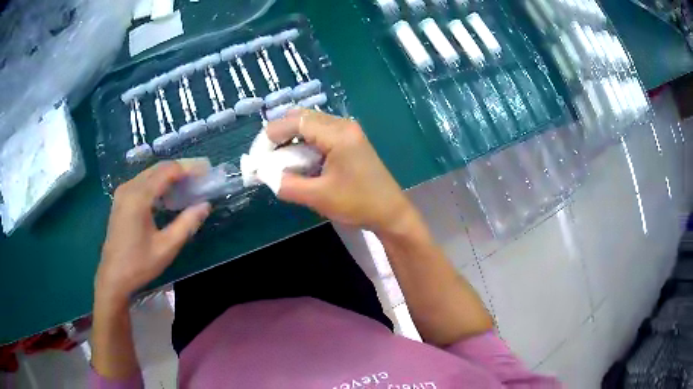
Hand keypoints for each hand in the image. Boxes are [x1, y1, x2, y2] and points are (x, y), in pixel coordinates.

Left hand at [96, 161, 210, 304]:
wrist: (113, 276)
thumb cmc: (139, 264)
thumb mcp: (167, 247)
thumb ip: (187, 224)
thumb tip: (205, 205)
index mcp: (139, 197)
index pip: (167, 171)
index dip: (188, 169)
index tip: (206, 172)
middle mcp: (129, 188)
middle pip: (158, 168)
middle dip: (181, 169)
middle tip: (201, 175)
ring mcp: (123, 192)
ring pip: (150, 173)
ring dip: (170, 175)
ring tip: (189, 183)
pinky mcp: (121, 199)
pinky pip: (143, 182)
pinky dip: (158, 182)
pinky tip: (168, 194)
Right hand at [266, 109, 415, 232]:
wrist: (391, 213)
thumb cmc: (358, 204)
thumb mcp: (318, 197)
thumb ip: (287, 184)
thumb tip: (266, 175)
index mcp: (338, 134)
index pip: (296, 121)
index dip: (272, 135)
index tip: (258, 154)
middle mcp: (343, 125)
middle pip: (302, 117)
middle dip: (279, 134)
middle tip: (266, 155)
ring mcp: (348, 131)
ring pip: (310, 124)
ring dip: (291, 138)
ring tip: (278, 160)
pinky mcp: (349, 140)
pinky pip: (320, 133)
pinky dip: (303, 143)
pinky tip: (297, 160)